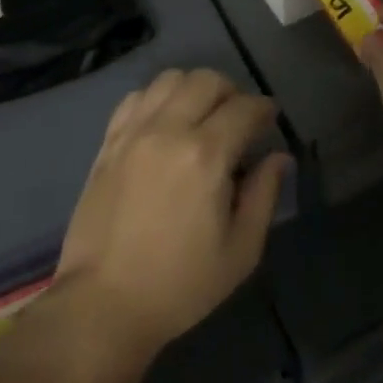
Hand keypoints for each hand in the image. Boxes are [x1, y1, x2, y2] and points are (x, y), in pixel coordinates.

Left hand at [57, 69, 289, 363]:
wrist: (103, 303)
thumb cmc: (180, 285)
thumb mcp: (239, 252)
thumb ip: (264, 196)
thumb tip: (279, 158)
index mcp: (206, 155)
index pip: (244, 108)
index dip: (264, 109)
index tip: (270, 120)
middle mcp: (169, 129)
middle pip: (207, 80)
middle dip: (231, 92)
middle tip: (238, 120)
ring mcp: (134, 131)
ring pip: (170, 79)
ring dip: (194, 89)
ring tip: (201, 116)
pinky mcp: (109, 141)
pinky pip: (136, 96)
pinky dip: (157, 98)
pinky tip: (164, 123)